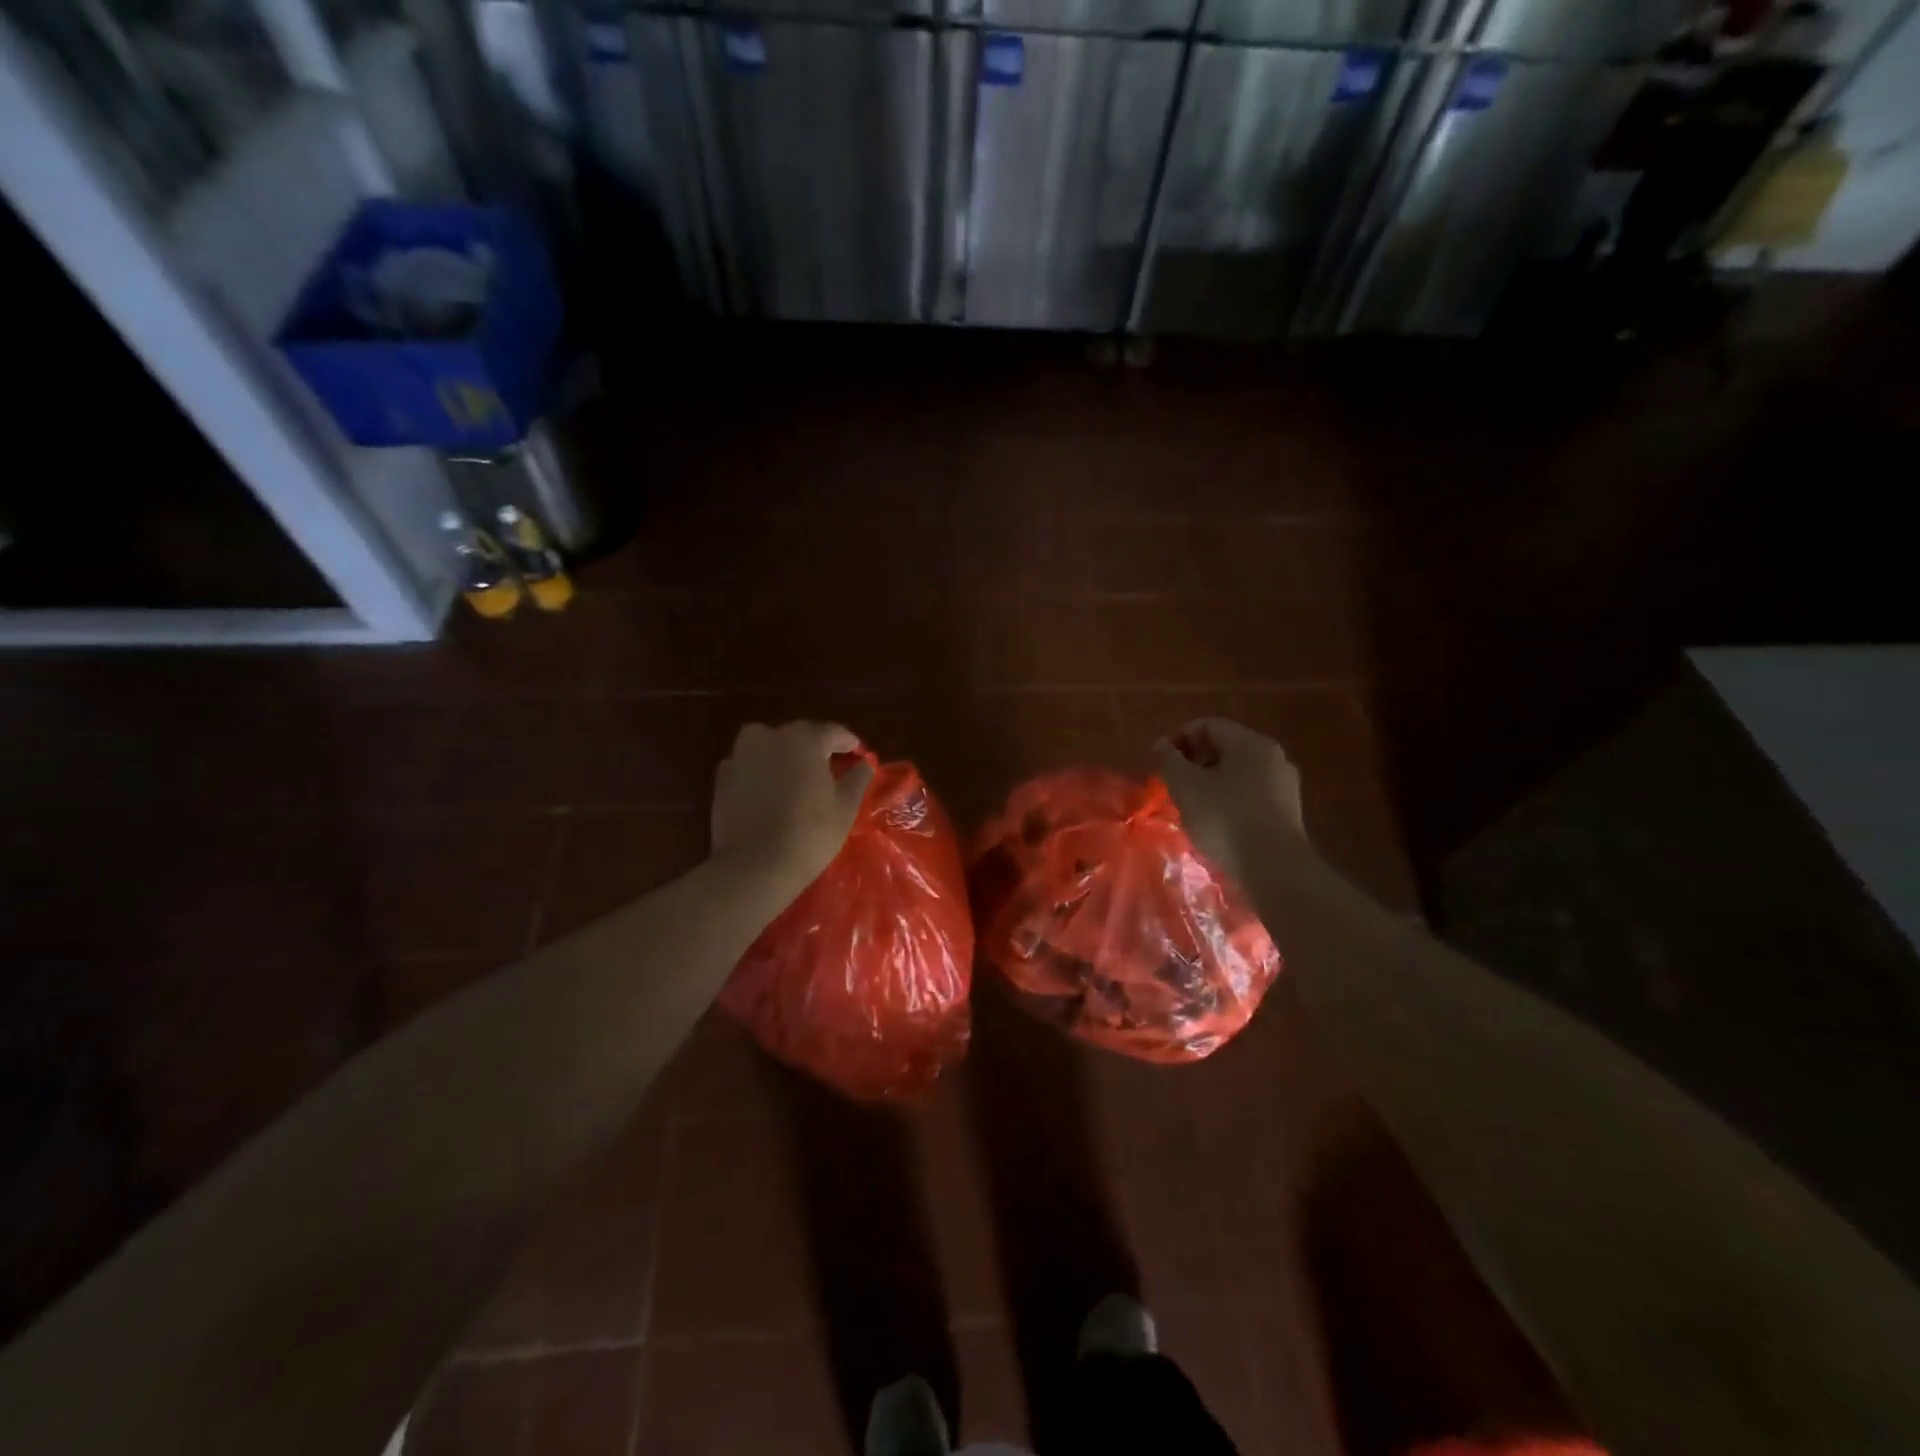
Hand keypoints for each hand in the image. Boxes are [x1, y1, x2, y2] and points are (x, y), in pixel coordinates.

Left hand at [711, 721, 874, 891]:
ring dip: (786, 759)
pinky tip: (771, 794)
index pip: (834, 732)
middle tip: (830, 771)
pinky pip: (750, 766)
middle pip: (800, 736)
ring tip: (799, 781)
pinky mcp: (721, 776)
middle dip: (816, 750)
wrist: (753, 865)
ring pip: (771, 748)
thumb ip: (857, 778)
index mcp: (804, 737)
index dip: (849, 744)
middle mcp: (769, 735)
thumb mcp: (845, 807)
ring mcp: (741, 754)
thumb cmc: (809, 832)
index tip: (859, 756)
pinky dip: (762, 773)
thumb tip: (865, 763)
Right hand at [1154, 718, 1308, 883]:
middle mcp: (1273, 756)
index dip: (1178, 738)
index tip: (1160, 762)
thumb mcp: (1185, 786)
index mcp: (1250, 743)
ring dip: (1210, 782)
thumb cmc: (1224, 819)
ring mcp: (1284, 785)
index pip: (1207, 725)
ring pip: (1238, 772)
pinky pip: (1250, 794)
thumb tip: (1162, 745)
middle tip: (1172, 783)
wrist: (1274, 868)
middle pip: (1225, 747)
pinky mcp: (1287, 812)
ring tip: (1190, 805)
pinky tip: (1215, 822)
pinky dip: (1228, 800)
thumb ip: (1170, 760)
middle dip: (1194, 761)